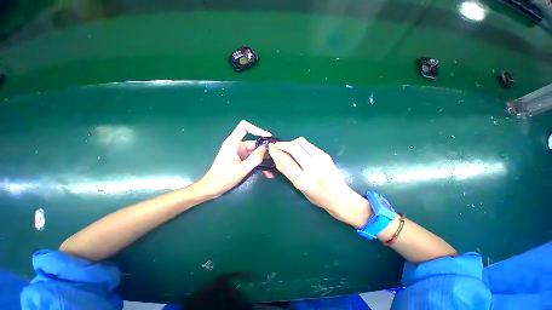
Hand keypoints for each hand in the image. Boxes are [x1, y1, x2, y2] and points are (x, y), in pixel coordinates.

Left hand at [197, 120, 273, 198]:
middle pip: (254, 142)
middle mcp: (237, 145)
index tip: (268, 136)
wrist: (212, 188)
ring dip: (263, 159)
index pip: (244, 127)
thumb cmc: (223, 178)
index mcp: (233, 143)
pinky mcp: (241, 159)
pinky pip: (253, 158)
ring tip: (272, 168)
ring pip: (255, 152)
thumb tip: (266, 148)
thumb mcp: (241, 169)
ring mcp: (240, 153)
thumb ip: (255, 159)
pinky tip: (266, 172)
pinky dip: (259, 164)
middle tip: (275, 157)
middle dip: (265, 150)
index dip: (256, 129)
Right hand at [268, 137, 370, 227]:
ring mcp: (321, 160)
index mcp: (303, 181)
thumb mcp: (298, 187)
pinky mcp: (326, 155)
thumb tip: (276, 156)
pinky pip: (308, 144)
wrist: (339, 196)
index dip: (276, 152)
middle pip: (294, 148)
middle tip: (277, 145)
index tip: (271, 148)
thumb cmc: (316, 196)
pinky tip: (297, 149)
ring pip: (301, 142)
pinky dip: (299, 144)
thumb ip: (286, 171)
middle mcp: (313, 169)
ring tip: (286, 147)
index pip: (286, 160)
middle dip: (282, 144)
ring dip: (290, 142)